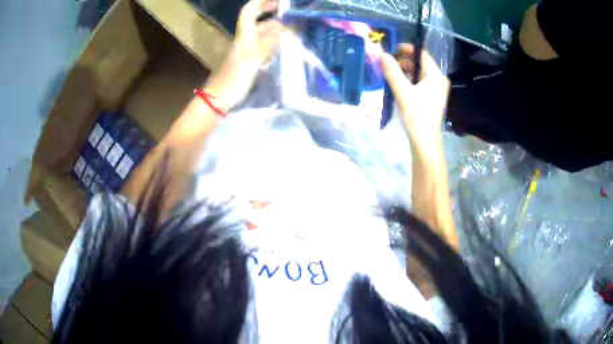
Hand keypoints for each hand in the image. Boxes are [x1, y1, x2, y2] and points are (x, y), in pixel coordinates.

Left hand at [206, 0, 283, 108]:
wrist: (219, 99)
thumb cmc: (234, 78)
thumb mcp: (253, 58)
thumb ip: (269, 42)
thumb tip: (285, 28)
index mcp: (244, 35)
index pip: (249, 11)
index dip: (261, 2)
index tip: (278, 0)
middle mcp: (245, 40)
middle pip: (258, 22)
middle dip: (272, 14)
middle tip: (290, 13)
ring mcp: (247, 51)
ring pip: (262, 35)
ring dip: (276, 29)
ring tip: (294, 30)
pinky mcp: (249, 63)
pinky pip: (264, 47)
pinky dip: (274, 43)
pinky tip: (285, 47)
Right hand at [381, 44, 449, 152]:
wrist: (425, 141)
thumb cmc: (416, 115)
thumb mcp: (402, 92)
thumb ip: (392, 71)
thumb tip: (381, 53)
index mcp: (436, 76)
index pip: (421, 54)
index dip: (407, 49)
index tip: (391, 49)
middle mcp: (439, 80)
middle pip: (420, 63)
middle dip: (404, 60)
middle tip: (387, 62)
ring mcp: (436, 89)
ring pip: (419, 73)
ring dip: (405, 71)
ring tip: (390, 73)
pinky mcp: (432, 97)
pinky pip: (420, 82)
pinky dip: (409, 80)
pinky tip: (398, 84)